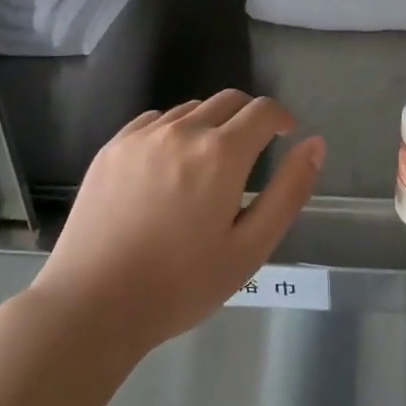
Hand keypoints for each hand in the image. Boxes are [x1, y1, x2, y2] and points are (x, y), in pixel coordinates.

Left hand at [32, 92, 325, 360]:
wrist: (91, 306)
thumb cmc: (180, 285)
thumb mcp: (250, 248)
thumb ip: (289, 191)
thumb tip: (315, 144)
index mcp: (221, 153)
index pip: (263, 110)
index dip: (282, 118)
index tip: (286, 136)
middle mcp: (183, 131)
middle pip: (229, 100)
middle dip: (250, 117)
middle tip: (253, 152)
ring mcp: (142, 136)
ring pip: (191, 109)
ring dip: (212, 123)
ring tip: (209, 165)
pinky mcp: (112, 148)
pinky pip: (155, 121)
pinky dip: (174, 130)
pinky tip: (169, 166)